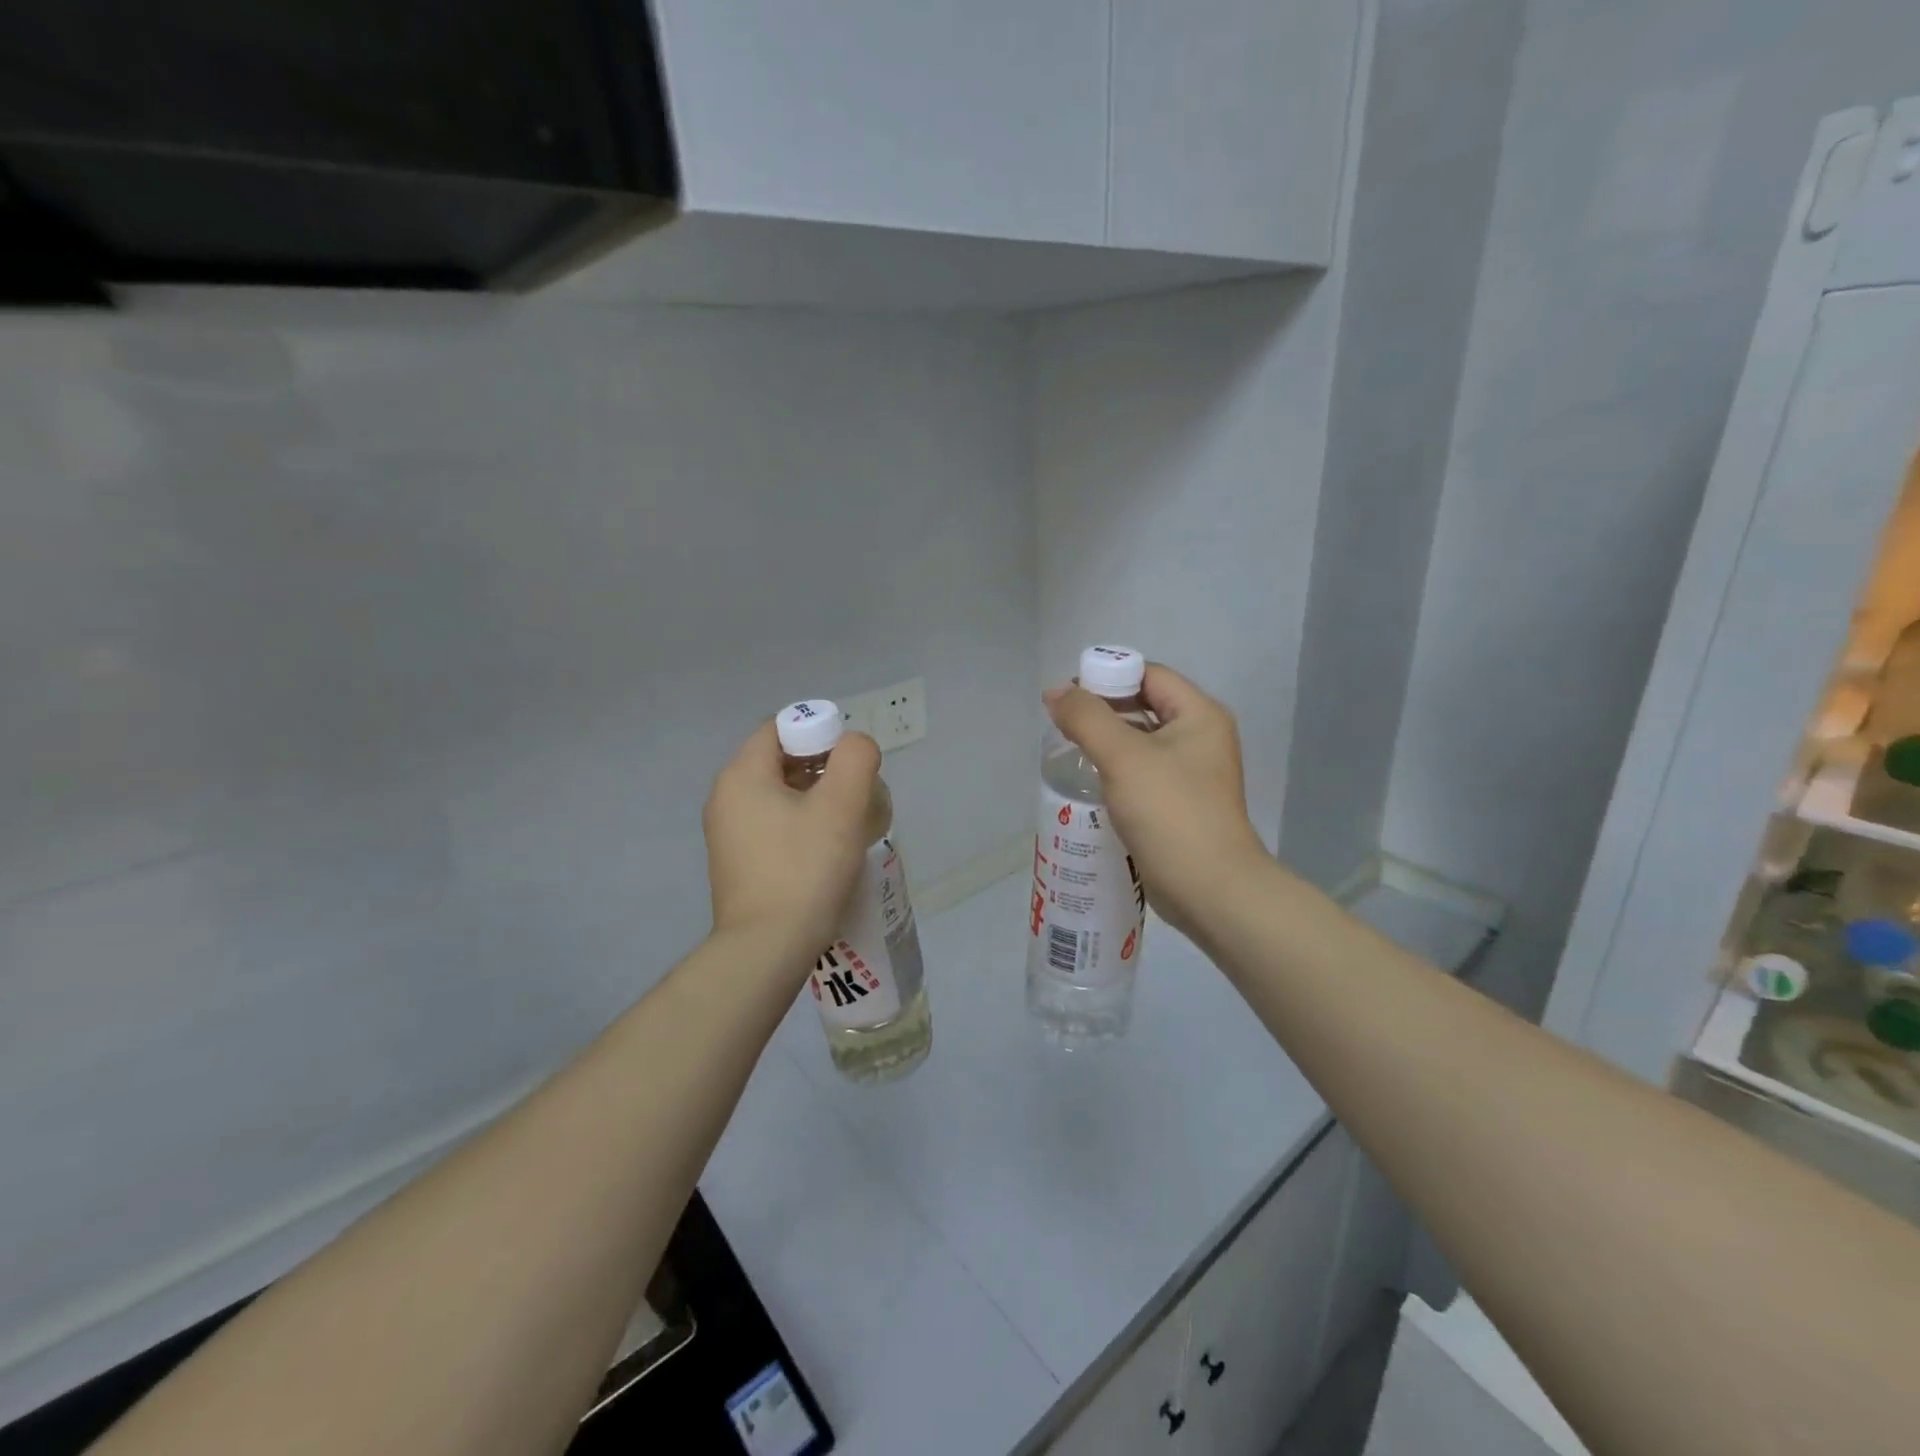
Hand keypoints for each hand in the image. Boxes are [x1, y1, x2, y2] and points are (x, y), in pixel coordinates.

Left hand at [702, 722, 880, 966]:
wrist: (768, 949)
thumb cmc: (805, 870)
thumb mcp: (841, 806)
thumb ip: (855, 759)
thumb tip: (854, 745)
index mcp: (742, 775)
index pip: (780, 727)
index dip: (820, 733)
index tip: (850, 765)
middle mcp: (725, 798)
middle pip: (780, 760)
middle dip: (823, 769)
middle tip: (856, 795)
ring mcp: (727, 834)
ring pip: (779, 796)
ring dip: (816, 800)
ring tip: (848, 825)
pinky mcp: (737, 864)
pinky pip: (773, 826)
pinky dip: (800, 826)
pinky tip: (826, 852)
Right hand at [1044, 664, 1267, 938]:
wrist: (1210, 890)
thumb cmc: (1170, 813)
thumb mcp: (1123, 757)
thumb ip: (1086, 718)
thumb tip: (1055, 693)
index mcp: (1199, 715)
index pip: (1149, 675)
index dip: (1107, 678)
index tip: (1068, 698)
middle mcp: (1201, 738)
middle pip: (1144, 706)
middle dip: (1102, 712)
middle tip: (1062, 726)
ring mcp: (1192, 774)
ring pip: (1141, 743)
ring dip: (1106, 744)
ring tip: (1068, 754)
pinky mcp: (1180, 805)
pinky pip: (1143, 774)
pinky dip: (1116, 773)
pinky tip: (1090, 786)